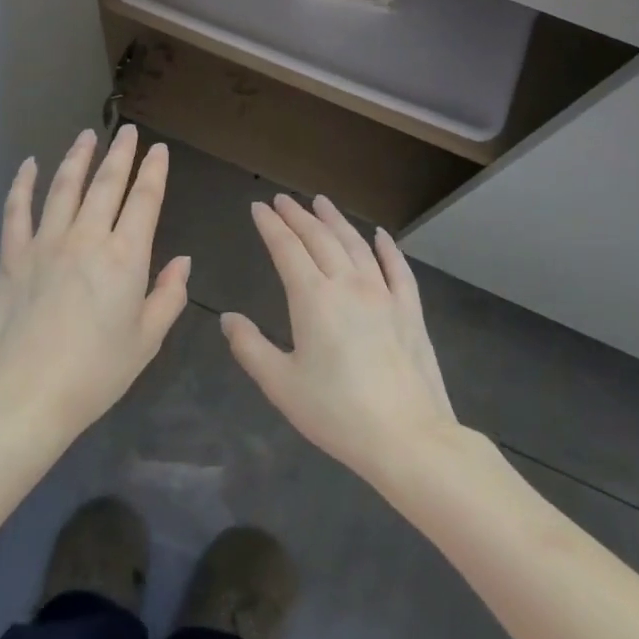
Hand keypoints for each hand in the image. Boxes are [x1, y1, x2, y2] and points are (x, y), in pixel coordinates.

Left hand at [0, 126, 188, 442]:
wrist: (24, 395)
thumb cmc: (94, 374)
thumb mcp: (146, 341)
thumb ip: (168, 296)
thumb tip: (182, 261)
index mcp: (125, 257)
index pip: (144, 200)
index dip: (154, 171)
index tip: (158, 149)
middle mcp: (87, 237)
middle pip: (106, 183)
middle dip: (121, 153)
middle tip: (128, 131)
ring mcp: (45, 242)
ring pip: (64, 185)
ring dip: (78, 157)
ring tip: (87, 135)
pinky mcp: (12, 254)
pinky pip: (17, 209)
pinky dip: (24, 183)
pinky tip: (30, 164)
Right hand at [226, 194, 457, 485]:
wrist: (408, 438)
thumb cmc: (337, 413)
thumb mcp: (281, 385)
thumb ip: (250, 347)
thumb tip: (228, 318)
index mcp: (313, 298)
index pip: (286, 249)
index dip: (270, 225)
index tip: (258, 207)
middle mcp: (348, 284)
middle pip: (320, 238)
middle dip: (298, 215)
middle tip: (283, 199)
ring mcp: (384, 294)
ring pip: (356, 244)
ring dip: (336, 220)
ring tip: (321, 202)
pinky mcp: (410, 310)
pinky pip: (397, 268)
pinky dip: (387, 247)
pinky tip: (380, 235)